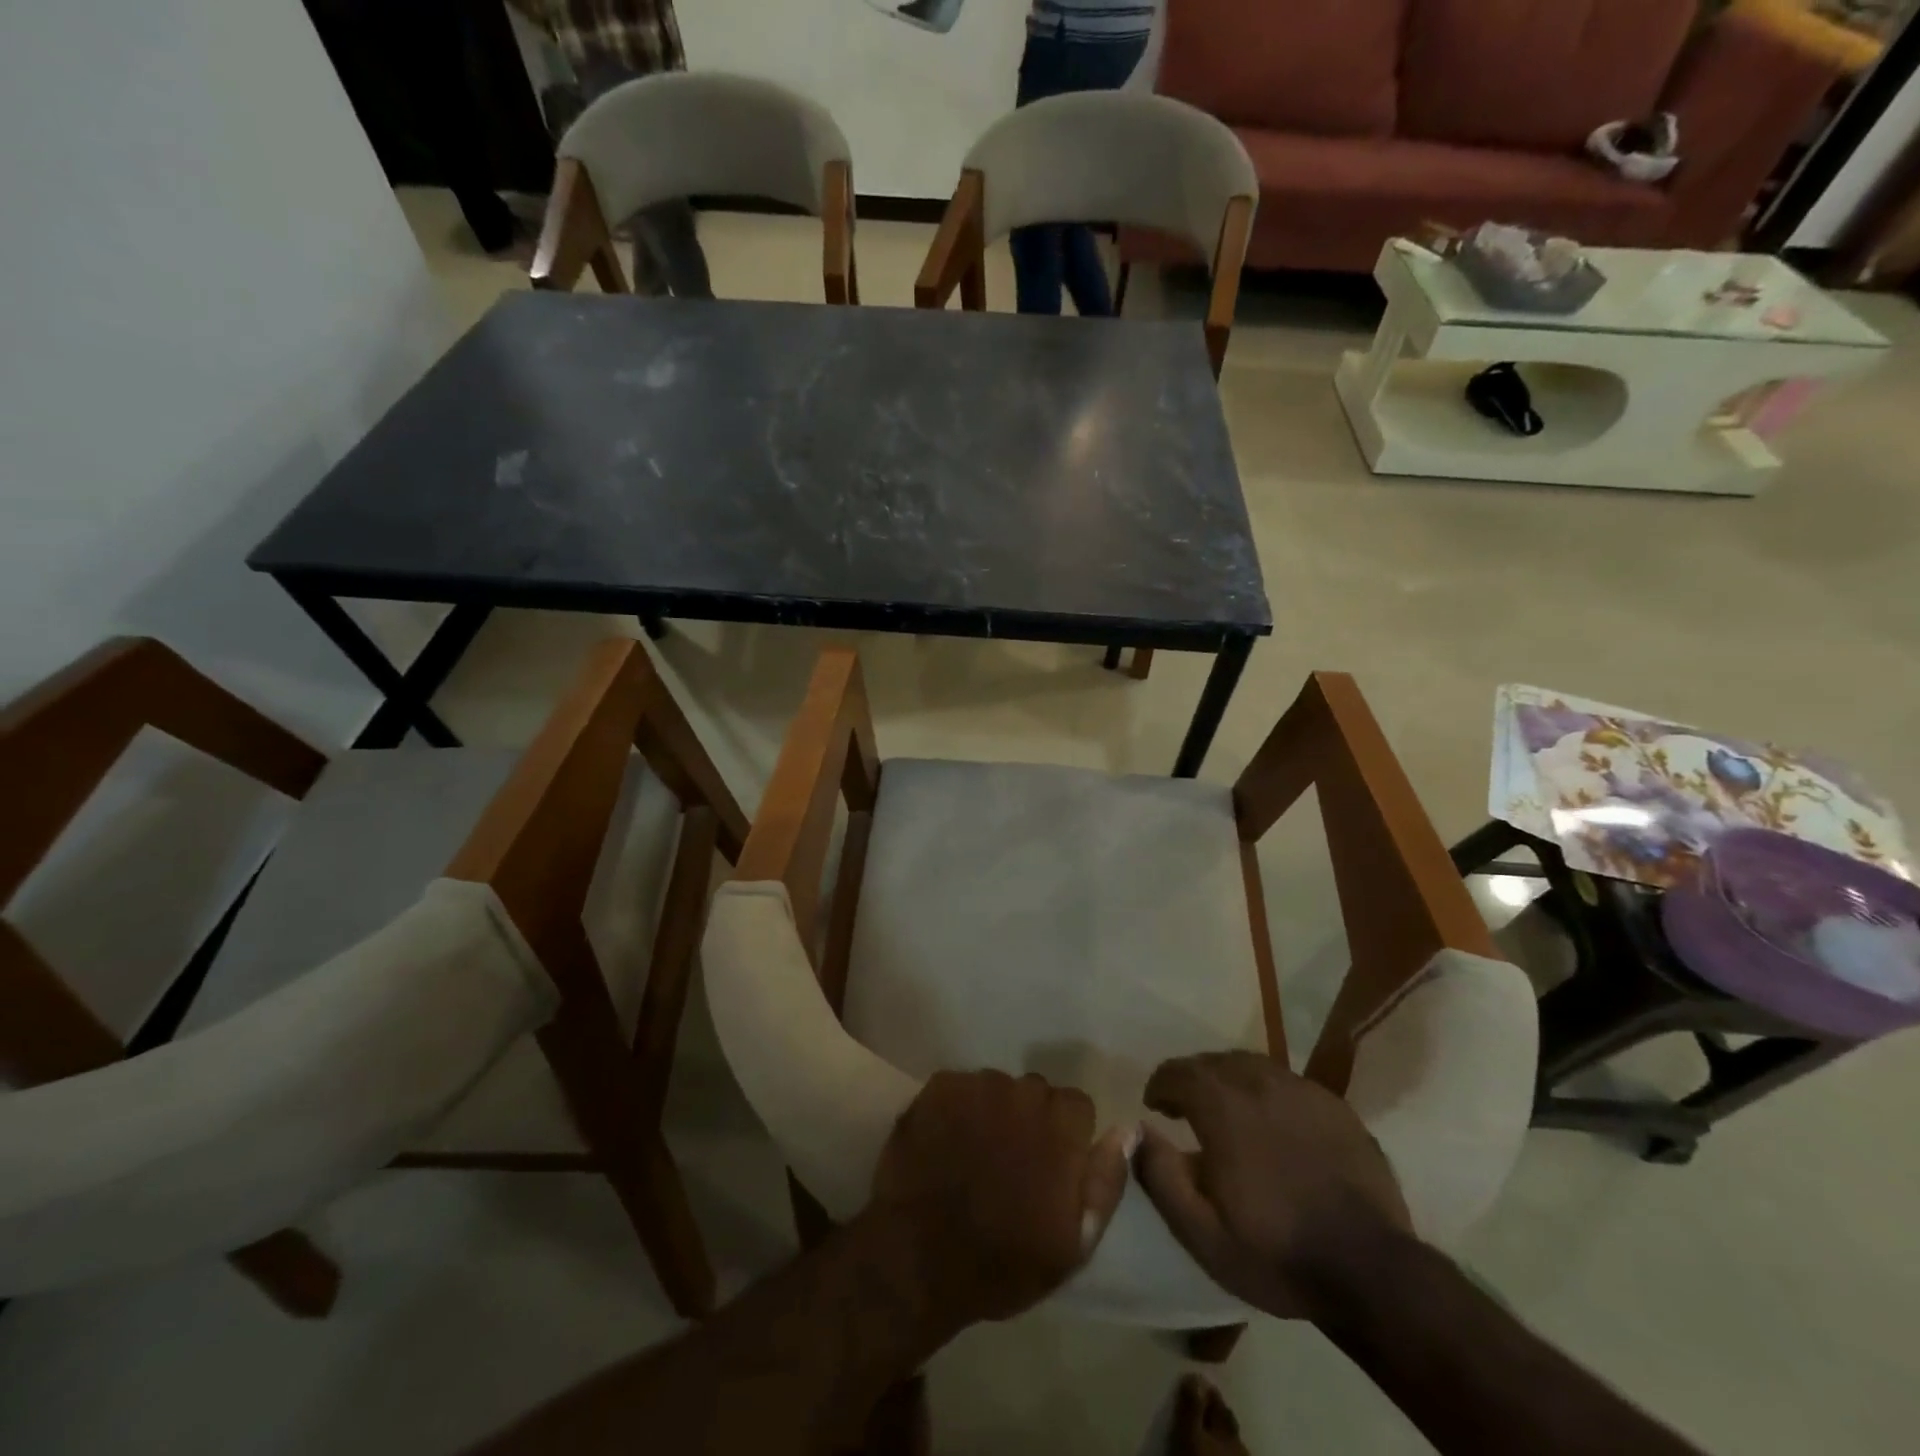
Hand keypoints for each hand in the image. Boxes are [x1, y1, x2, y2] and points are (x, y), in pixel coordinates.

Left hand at [867, 1070, 1129, 1329]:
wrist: (917, 1257)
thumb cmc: (1003, 1260)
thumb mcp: (1074, 1243)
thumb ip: (1104, 1181)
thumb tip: (1127, 1130)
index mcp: (1059, 1127)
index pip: (1077, 1105)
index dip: (1067, 1136)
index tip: (1052, 1167)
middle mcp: (1021, 1092)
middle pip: (1036, 1092)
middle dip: (1030, 1120)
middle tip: (1010, 1163)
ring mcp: (977, 1085)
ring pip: (997, 1087)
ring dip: (993, 1112)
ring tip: (974, 1153)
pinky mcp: (939, 1085)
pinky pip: (961, 1087)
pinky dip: (958, 1108)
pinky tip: (946, 1142)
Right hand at [1134, 1052, 1411, 1321]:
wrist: (1372, 1272)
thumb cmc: (1276, 1252)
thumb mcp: (1201, 1232)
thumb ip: (1159, 1175)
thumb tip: (1136, 1130)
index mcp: (1223, 1106)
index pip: (1178, 1071)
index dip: (1160, 1084)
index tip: (1155, 1106)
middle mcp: (1260, 1082)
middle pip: (1214, 1061)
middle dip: (1193, 1079)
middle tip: (1186, 1108)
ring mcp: (1303, 1090)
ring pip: (1252, 1065)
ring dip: (1229, 1080)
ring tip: (1227, 1111)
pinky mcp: (1335, 1106)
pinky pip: (1288, 1083)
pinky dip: (1267, 1093)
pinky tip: (1273, 1125)